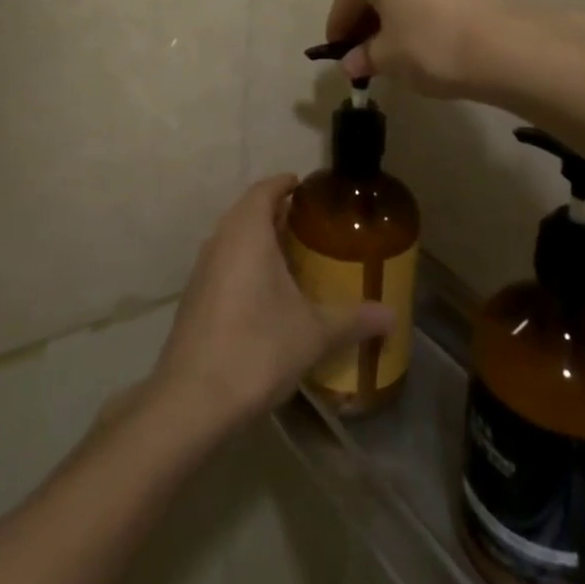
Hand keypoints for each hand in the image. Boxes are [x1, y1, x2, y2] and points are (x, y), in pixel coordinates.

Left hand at [151, 176, 393, 431]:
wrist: (193, 400)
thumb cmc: (258, 347)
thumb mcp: (314, 333)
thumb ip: (353, 319)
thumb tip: (391, 315)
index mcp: (248, 231)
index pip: (265, 189)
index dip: (286, 184)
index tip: (308, 189)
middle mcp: (220, 240)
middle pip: (249, 211)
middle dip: (277, 212)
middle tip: (311, 225)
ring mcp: (203, 269)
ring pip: (234, 238)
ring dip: (260, 240)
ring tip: (294, 256)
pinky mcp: (194, 298)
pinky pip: (225, 264)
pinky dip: (246, 265)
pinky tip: (267, 293)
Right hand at [324, 0, 562, 98]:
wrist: (505, 46)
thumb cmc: (430, 44)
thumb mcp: (387, 57)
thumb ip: (364, 56)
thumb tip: (352, 63)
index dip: (340, 31)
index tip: (339, 56)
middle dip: (367, 20)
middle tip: (365, 56)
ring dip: (393, 14)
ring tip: (394, 51)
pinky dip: (417, 10)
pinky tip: (421, 40)